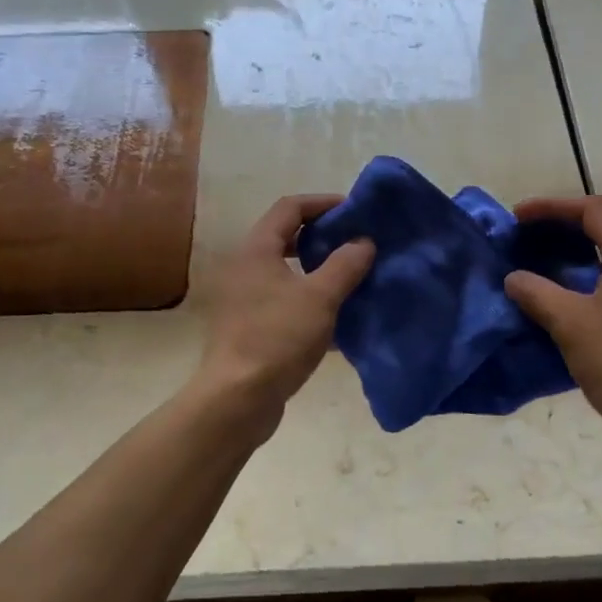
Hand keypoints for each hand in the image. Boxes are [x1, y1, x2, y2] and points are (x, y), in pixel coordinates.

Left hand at [194, 195, 373, 431]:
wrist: (238, 399)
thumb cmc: (278, 339)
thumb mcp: (320, 298)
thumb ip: (345, 265)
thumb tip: (363, 242)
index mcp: (256, 250)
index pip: (289, 207)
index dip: (323, 203)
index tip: (355, 212)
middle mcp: (245, 268)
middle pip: (285, 238)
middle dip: (322, 238)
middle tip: (356, 244)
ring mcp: (245, 300)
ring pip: (287, 273)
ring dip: (318, 271)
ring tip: (352, 278)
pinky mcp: (251, 328)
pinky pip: (285, 303)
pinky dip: (310, 302)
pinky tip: (338, 318)